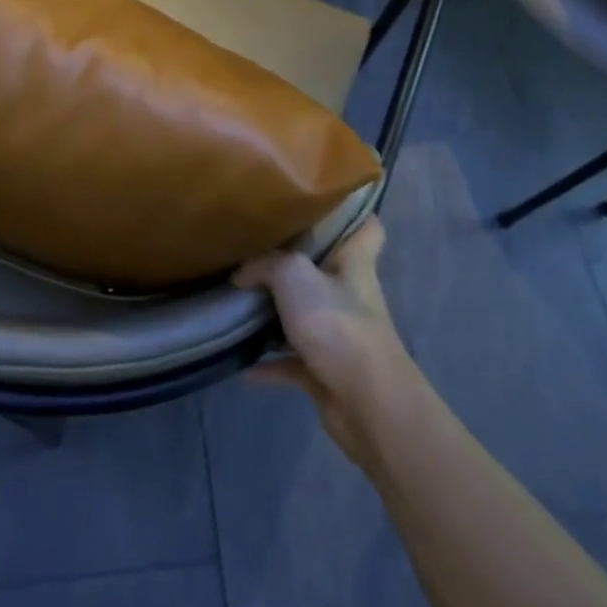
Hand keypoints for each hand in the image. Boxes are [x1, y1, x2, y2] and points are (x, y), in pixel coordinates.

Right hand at [233, 218, 413, 460]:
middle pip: (326, 270)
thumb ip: (265, 265)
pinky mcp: (327, 372)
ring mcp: (341, 336)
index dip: (351, 214)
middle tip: (258, 248)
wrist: (367, 404)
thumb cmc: (338, 324)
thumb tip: (241, 274)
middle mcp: (350, 296)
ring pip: (305, 315)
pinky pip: (290, 361)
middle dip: (295, 262)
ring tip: (239, 301)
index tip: (320, 202)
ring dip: (277, 313)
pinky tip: (238, 361)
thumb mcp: (294, 275)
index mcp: (354, 264)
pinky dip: (267, 362)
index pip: (366, 228)